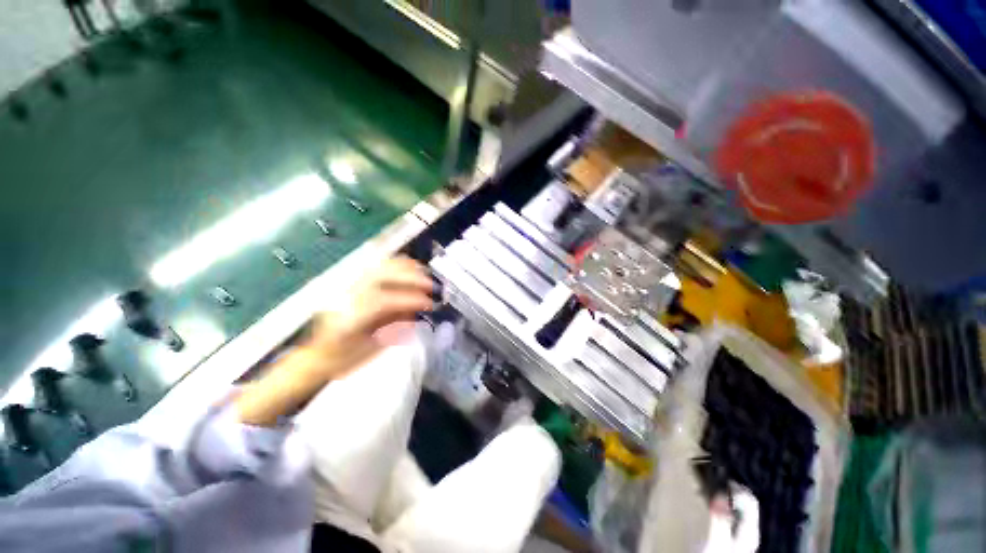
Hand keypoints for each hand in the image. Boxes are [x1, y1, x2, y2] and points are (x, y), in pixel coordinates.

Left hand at [235, 257, 435, 426]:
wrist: (318, 355)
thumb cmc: (344, 360)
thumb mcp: (370, 351)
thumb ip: (393, 329)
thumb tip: (415, 312)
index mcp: (348, 317)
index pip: (383, 300)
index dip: (409, 300)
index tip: (429, 304)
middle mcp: (347, 296)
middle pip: (383, 276)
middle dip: (412, 279)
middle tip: (432, 287)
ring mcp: (348, 286)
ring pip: (380, 266)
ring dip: (407, 269)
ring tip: (426, 277)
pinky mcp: (353, 282)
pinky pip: (377, 266)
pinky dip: (397, 264)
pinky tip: (411, 269)